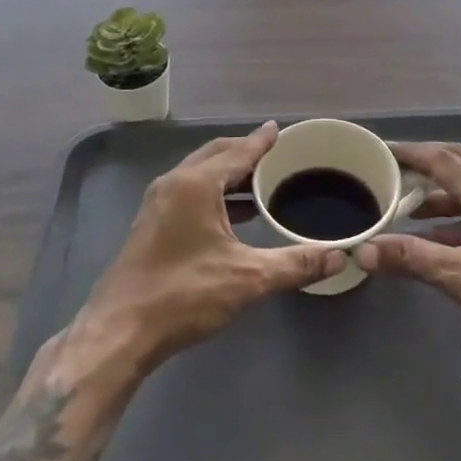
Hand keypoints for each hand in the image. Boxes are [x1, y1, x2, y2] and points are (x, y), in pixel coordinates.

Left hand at [69, 122, 344, 376]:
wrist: (120, 330)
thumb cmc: (184, 295)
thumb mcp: (247, 279)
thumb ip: (294, 265)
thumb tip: (339, 257)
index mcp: (196, 184)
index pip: (238, 151)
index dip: (262, 141)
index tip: (279, 130)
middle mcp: (174, 183)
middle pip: (216, 154)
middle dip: (245, 152)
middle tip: (276, 155)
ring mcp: (158, 202)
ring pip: (200, 173)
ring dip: (229, 173)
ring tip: (261, 183)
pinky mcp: (152, 223)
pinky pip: (190, 191)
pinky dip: (214, 191)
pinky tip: (233, 214)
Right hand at [355, 141, 460, 368]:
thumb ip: (412, 259)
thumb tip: (364, 250)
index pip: (441, 158)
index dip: (409, 152)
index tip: (382, 150)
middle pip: (460, 161)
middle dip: (426, 163)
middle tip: (396, 171)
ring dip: (443, 190)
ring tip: (412, 207)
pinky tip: (445, 237)